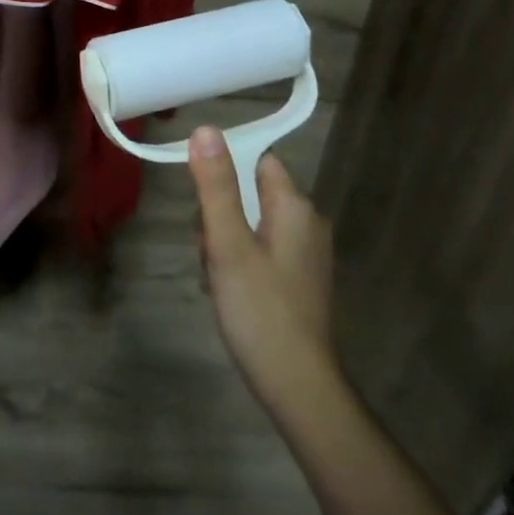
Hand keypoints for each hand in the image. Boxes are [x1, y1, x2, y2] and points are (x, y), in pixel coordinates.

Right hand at [189, 127, 336, 416]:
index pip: (258, 161)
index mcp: (295, 207)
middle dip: (220, 218)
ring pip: (251, 224)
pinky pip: (261, 251)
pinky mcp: (300, 279)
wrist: (297, 386)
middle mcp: (308, 223)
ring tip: (217, 279)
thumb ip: (216, 186)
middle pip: (250, 194)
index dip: (225, 176)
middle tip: (210, 255)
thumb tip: (205, 128)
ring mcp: (306, 254)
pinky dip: (240, 264)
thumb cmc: (260, 309)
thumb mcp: (228, 243)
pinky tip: (229, 292)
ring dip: (225, 244)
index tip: (205, 209)